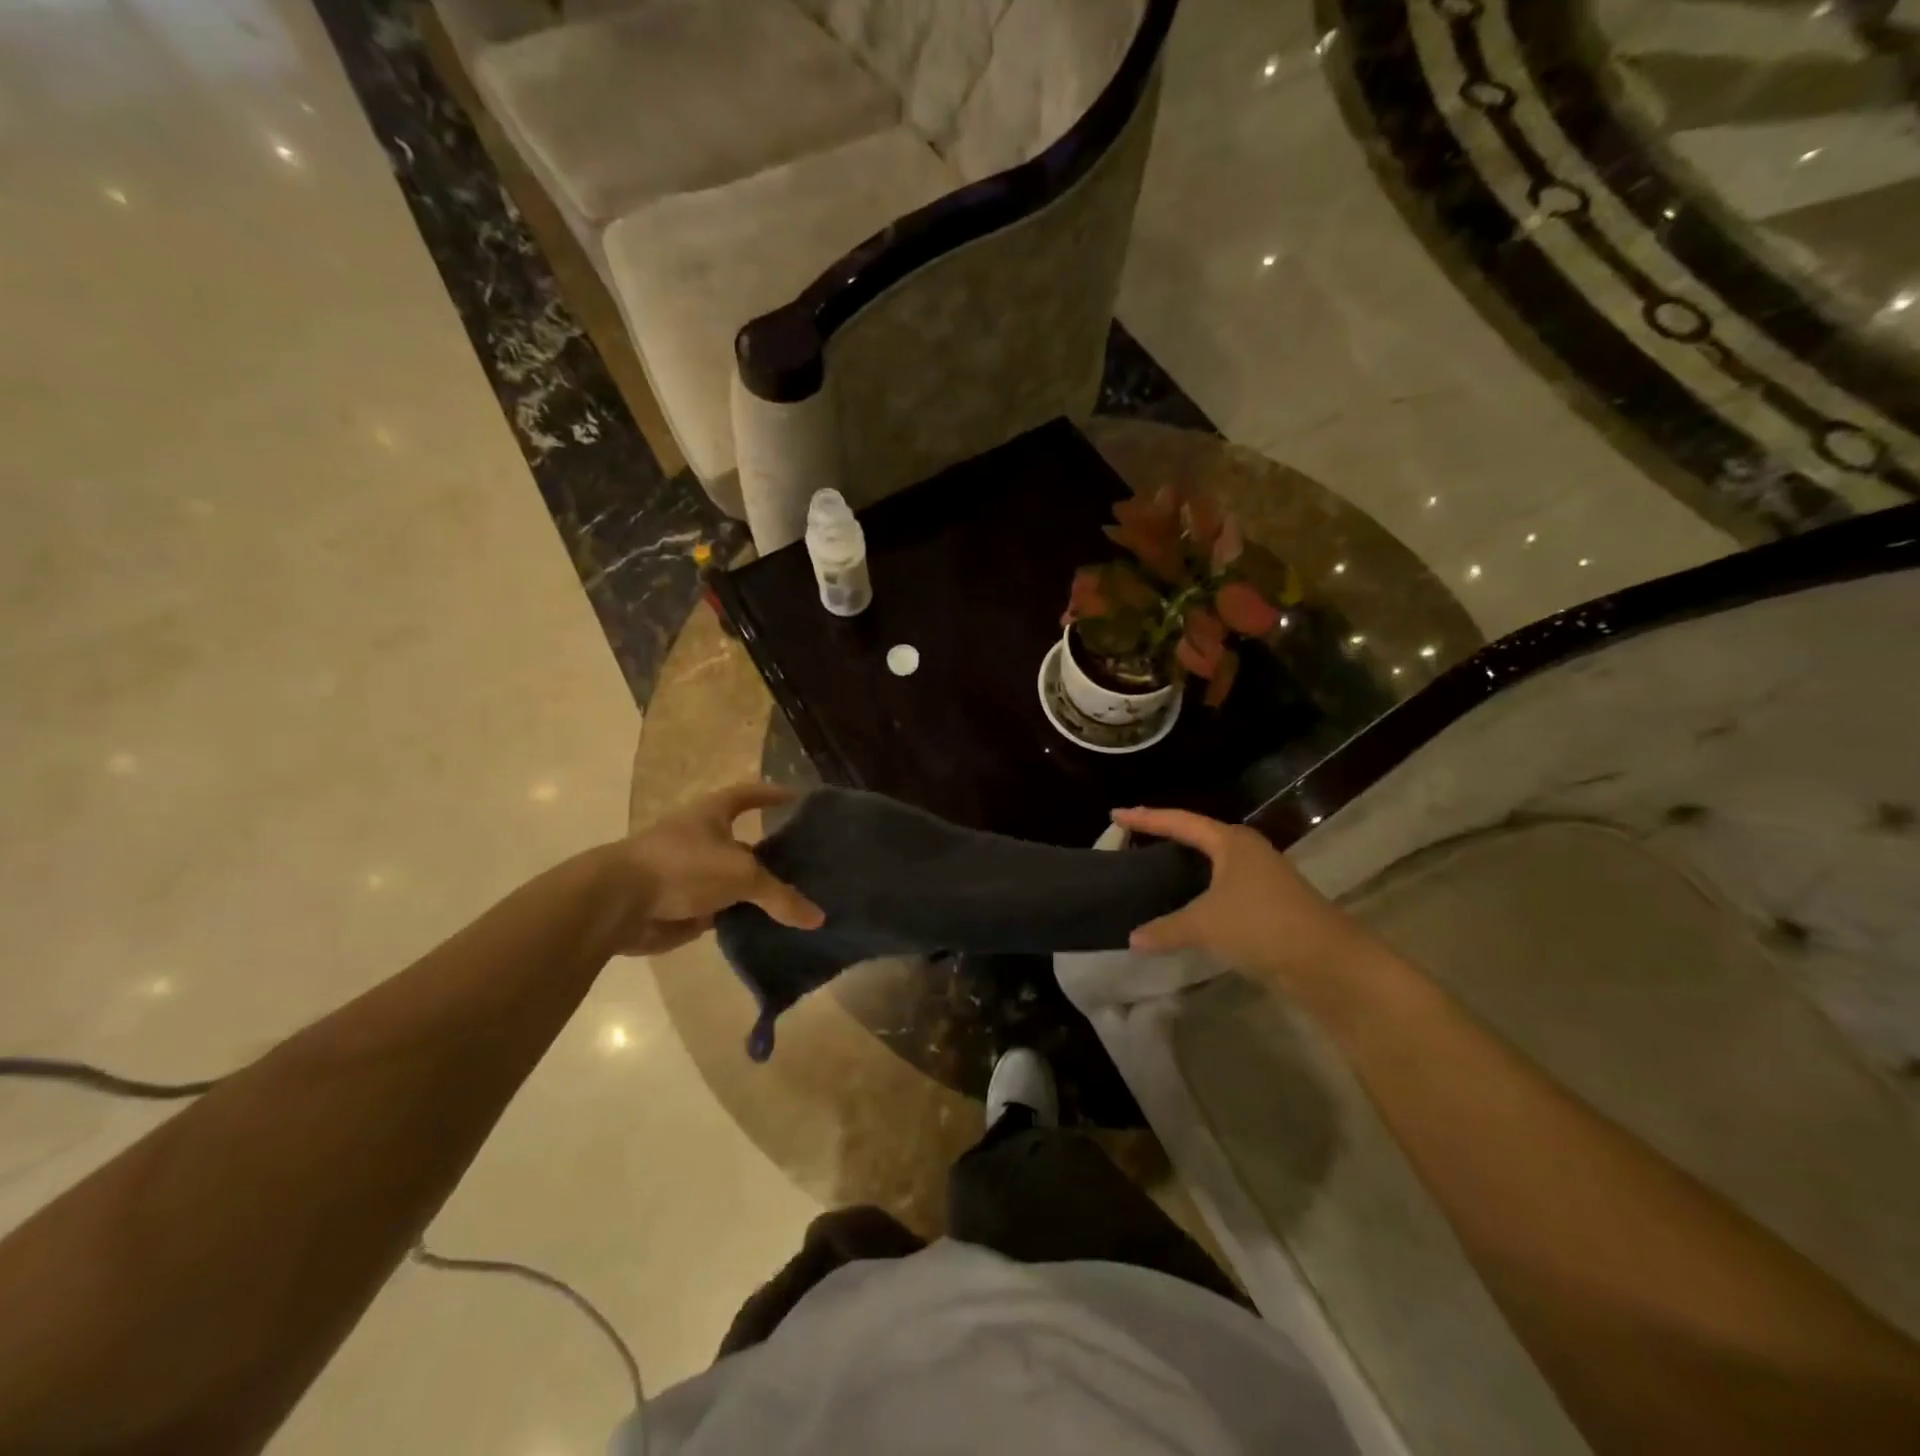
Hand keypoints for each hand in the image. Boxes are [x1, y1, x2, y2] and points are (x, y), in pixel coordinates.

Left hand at [603, 783, 822, 955]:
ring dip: (757, 891)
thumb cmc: (683, 866)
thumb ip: (780, 896)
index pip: (749, 795)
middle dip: (772, 853)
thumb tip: (819, 918)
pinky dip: (742, 918)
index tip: (798, 797)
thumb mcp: (741, 875)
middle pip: (745, 843)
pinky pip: (722, 911)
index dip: (773, 795)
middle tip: (809, 864)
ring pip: (734, 881)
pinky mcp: (683, 905)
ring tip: (796, 900)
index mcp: (713, 814)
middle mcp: (702, 838)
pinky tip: (768, 928)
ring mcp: (690, 873)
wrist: (619, 903)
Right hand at [1111, 806, 1374, 995]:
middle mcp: (1246, 851)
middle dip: (1166, 834)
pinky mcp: (1268, 901)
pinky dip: (1200, 887)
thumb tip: (1133, 938)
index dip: (1146, 818)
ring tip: (1155, 865)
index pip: (1179, 821)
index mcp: (1230, 842)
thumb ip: (1166, 929)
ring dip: (1185, 862)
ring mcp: (1261, 875)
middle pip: (1198, 834)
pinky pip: (1222, 884)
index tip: (1116, 813)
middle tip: (1134, 835)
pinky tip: (1187, 901)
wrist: (1326, 961)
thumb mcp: (1206, 925)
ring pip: (1213, 861)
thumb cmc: (1261, 925)